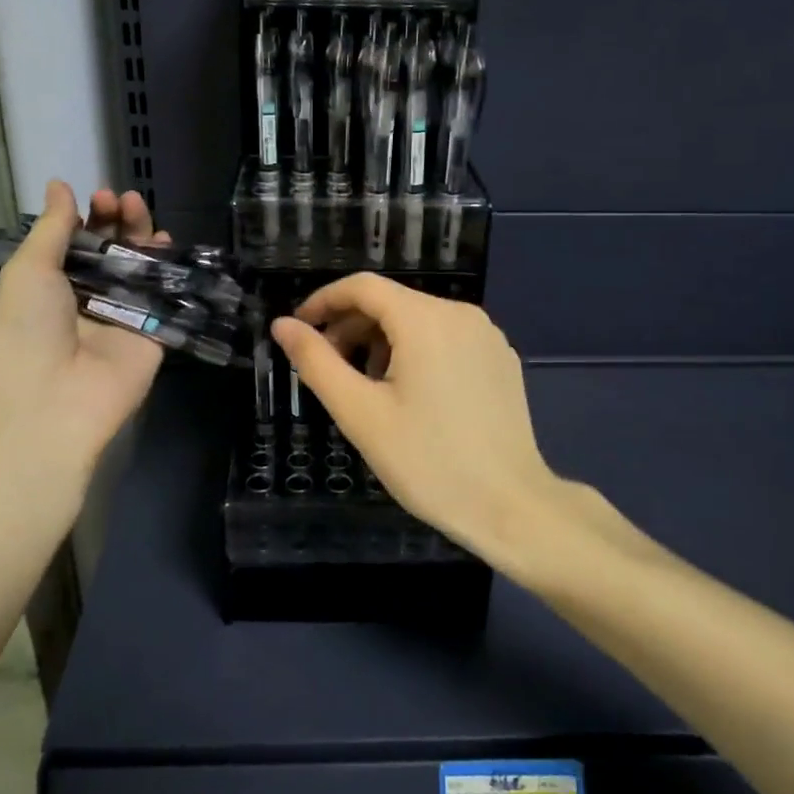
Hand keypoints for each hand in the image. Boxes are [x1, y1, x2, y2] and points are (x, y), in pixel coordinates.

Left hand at [0, 181, 168, 513]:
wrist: (54, 401)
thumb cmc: (28, 330)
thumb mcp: (30, 270)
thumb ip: (52, 228)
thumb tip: (60, 185)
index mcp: (52, 286)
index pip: (77, 242)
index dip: (89, 217)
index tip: (99, 196)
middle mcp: (88, 298)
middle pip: (111, 251)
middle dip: (117, 221)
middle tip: (122, 200)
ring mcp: (123, 316)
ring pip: (140, 268)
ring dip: (141, 237)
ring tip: (140, 211)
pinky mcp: (153, 334)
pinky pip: (165, 296)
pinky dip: (168, 270)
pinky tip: (168, 244)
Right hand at [272, 274, 574, 569]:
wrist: (510, 507)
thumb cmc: (428, 461)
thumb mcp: (360, 413)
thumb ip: (316, 362)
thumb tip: (283, 325)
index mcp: (425, 319)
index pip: (363, 287)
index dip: (324, 302)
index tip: (299, 330)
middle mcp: (461, 314)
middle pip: (392, 303)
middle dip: (351, 327)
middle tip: (326, 367)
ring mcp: (487, 335)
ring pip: (419, 321)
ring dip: (382, 342)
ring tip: (366, 387)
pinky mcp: (501, 358)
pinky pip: (446, 339)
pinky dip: (416, 352)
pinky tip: (409, 395)